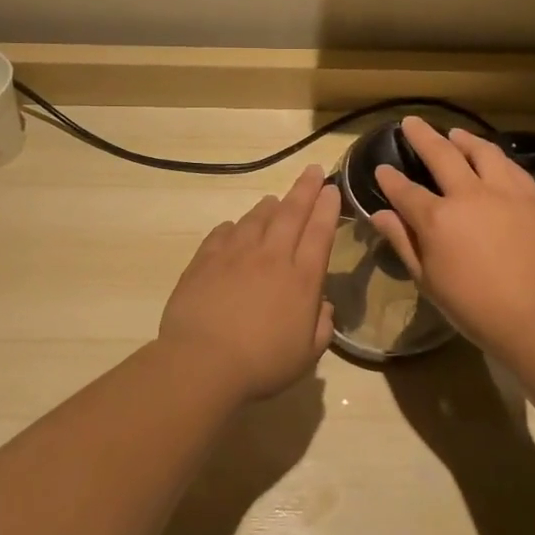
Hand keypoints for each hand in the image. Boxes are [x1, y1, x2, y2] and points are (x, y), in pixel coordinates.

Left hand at [159, 165, 339, 400]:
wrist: (202, 362)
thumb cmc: (262, 364)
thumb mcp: (306, 355)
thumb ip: (321, 327)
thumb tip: (323, 306)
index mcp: (301, 278)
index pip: (320, 233)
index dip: (328, 208)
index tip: (331, 188)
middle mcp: (271, 256)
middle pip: (292, 213)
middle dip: (305, 189)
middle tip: (312, 170)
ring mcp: (235, 254)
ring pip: (256, 219)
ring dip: (269, 206)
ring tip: (274, 199)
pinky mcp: (205, 260)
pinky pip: (222, 233)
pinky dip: (233, 227)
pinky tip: (233, 228)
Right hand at [371, 117, 534, 355]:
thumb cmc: (474, 308)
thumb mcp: (428, 281)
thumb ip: (403, 242)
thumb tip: (379, 215)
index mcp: (436, 219)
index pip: (404, 190)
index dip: (390, 178)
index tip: (383, 169)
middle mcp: (468, 195)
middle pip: (441, 155)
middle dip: (422, 137)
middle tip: (411, 123)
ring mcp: (504, 192)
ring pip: (481, 152)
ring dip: (463, 139)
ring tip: (454, 133)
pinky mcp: (533, 197)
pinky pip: (512, 167)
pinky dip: (497, 157)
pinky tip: (493, 157)